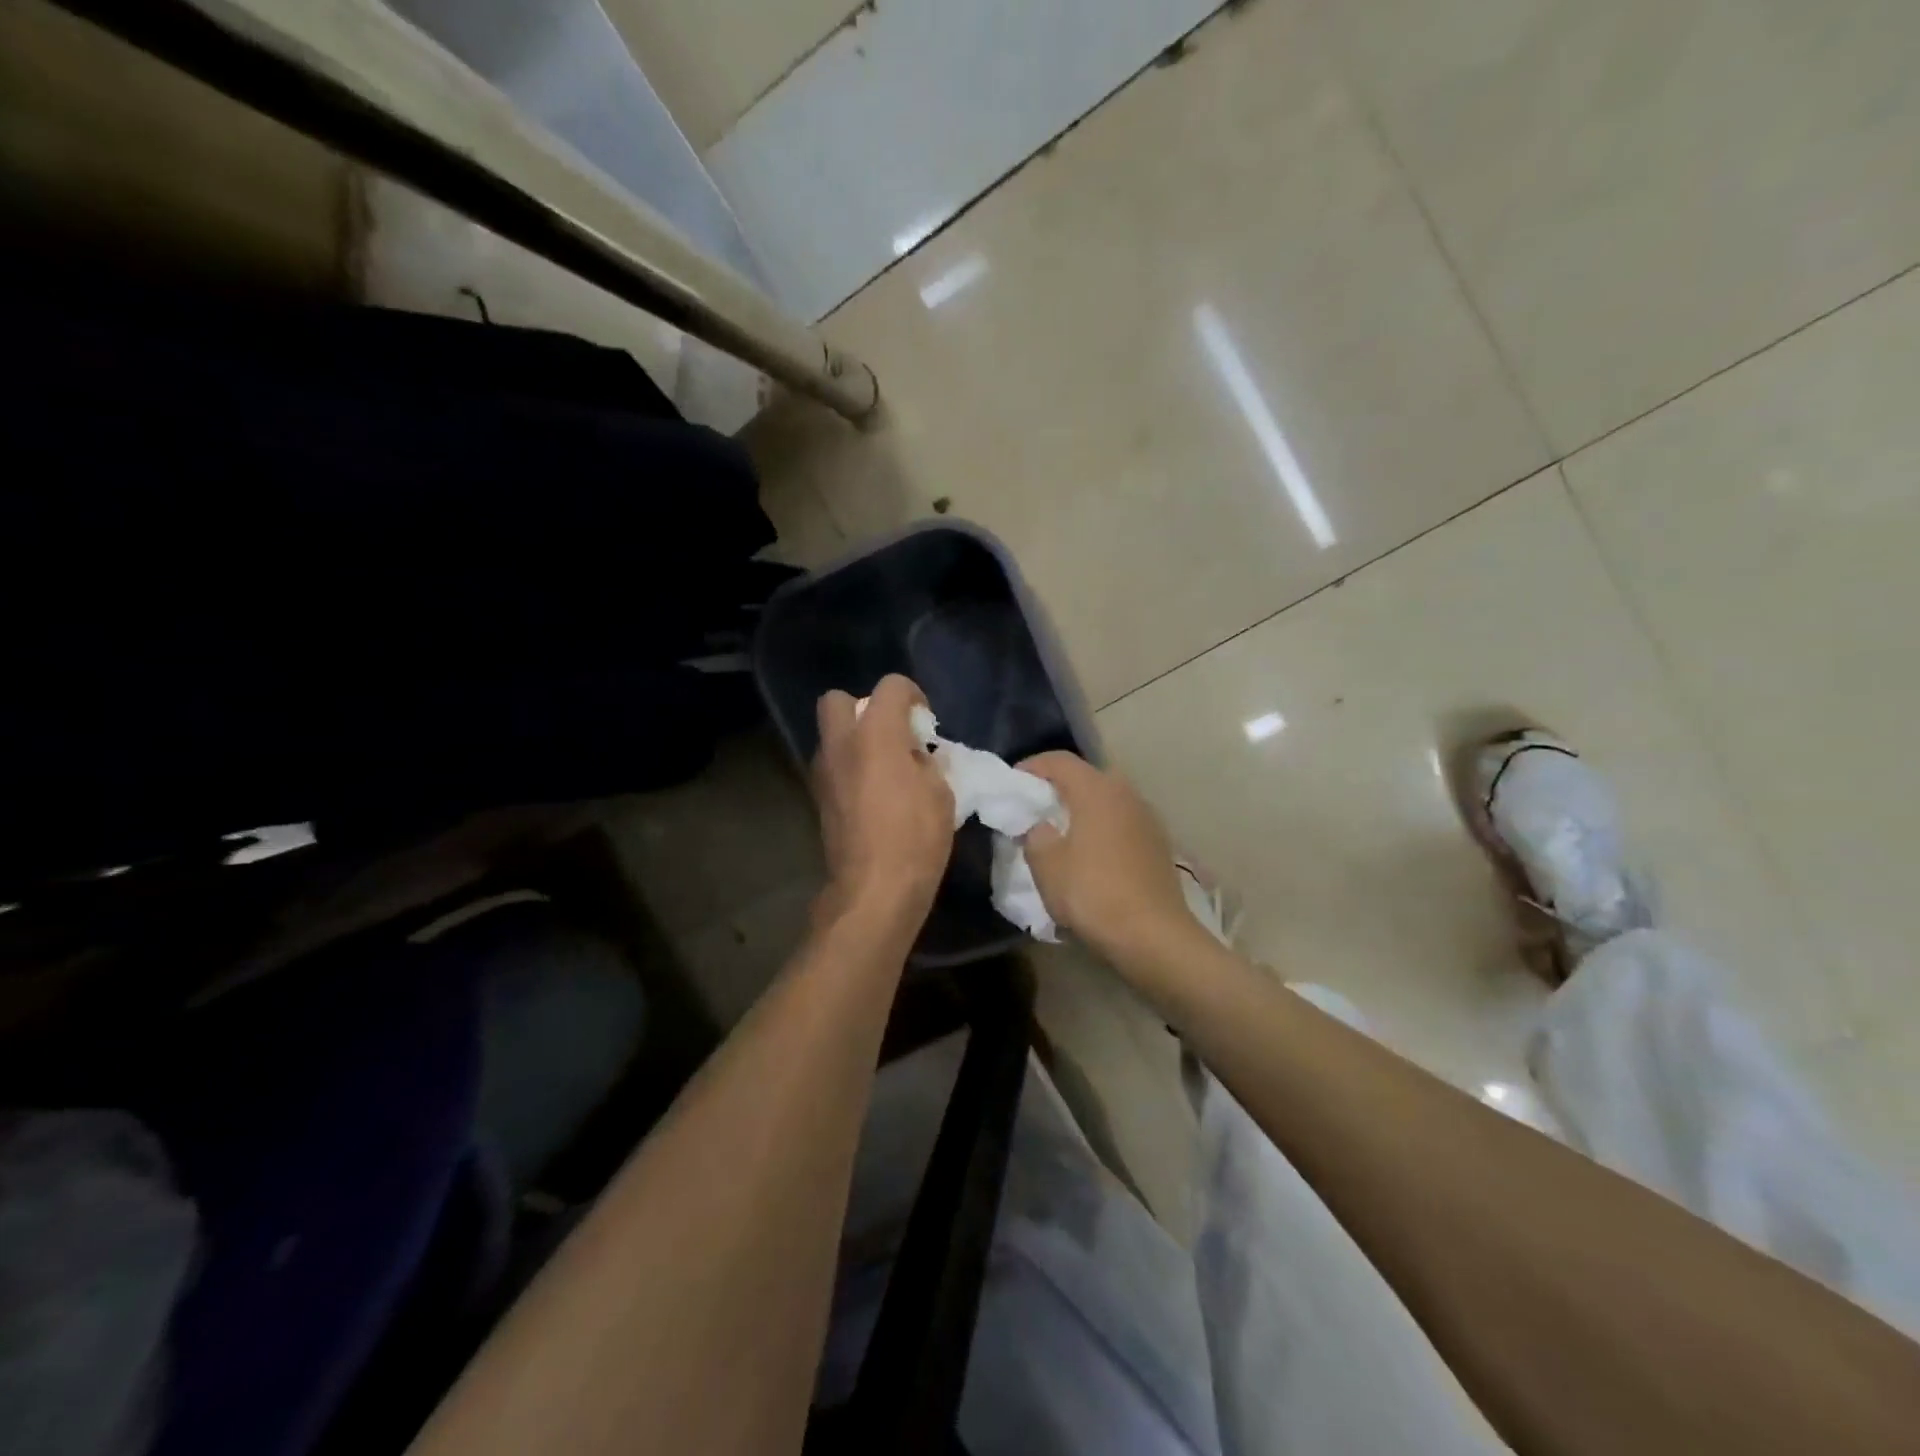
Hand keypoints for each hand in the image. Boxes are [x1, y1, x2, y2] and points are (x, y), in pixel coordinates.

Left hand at [812, 675, 954, 925]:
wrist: (874, 888)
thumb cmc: (916, 836)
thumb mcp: (941, 792)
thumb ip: (927, 762)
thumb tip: (916, 756)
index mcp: (876, 733)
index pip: (890, 687)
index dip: (912, 695)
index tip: (925, 722)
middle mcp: (841, 743)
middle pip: (838, 700)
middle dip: (864, 708)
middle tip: (891, 735)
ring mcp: (823, 771)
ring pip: (831, 734)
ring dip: (855, 740)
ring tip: (884, 767)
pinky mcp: (818, 798)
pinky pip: (833, 765)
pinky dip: (850, 767)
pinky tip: (872, 793)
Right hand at [1017, 752, 1200, 970]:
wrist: (1154, 935)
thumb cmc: (1093, 893)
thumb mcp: (1046, 865)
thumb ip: (1035, 835)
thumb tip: (1041, 825)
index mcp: (1096, 790)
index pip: (1059, 760)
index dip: (1032, 767)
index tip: (1013, 784)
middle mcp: (1125, 793)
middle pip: (1086, 777)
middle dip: (1058, 788)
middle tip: (1035, 809)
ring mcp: (1147, 817)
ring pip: (1106, 800)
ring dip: (1082, 809)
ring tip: (1061, 833)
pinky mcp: (1158, 843)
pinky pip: (1121, 822)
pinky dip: (1102, 828)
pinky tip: (1091, 854)